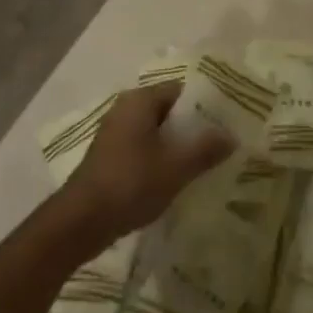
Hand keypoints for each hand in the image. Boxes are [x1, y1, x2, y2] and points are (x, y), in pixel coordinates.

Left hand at [60, 84, 231, 246]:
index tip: (226, 120)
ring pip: (155, 131)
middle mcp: (125, 108)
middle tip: (220, 142)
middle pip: (168, 110)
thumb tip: (231, 136)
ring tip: (204, 162)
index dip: (204, 104)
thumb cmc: (130, 184)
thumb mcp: (176, 167)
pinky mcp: (109, 156)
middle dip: (192, 127)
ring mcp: (115, 133)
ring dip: (176, 145)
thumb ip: (205, 149)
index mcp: (140, 100)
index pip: (180, 90)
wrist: (80, 222)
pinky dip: (160, 157)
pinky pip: (143, 147)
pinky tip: (176, 177)